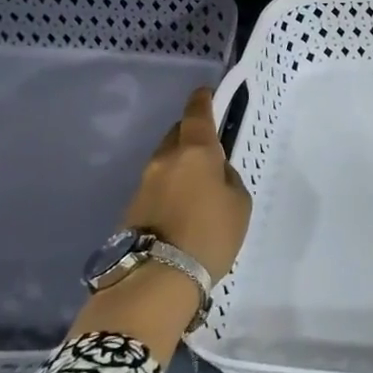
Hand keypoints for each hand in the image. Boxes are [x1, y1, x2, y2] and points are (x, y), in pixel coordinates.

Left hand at [119, 87, 250, 284]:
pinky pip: (157, 186)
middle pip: (177, 134)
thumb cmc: (210, 235)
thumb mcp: (239, 204)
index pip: (197, 114)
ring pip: (166, 161)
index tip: (206, 93)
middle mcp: (166, 160)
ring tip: (198, 185)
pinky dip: (170, 188)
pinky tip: (182, 208)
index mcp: (196, 152)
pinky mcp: (132, 208)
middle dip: (191, 134)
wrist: (157, 280)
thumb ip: (228, 179)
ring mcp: (144, 183)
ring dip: (180, 164)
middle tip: (208, 148)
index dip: (202, 100)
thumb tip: (214, 173)